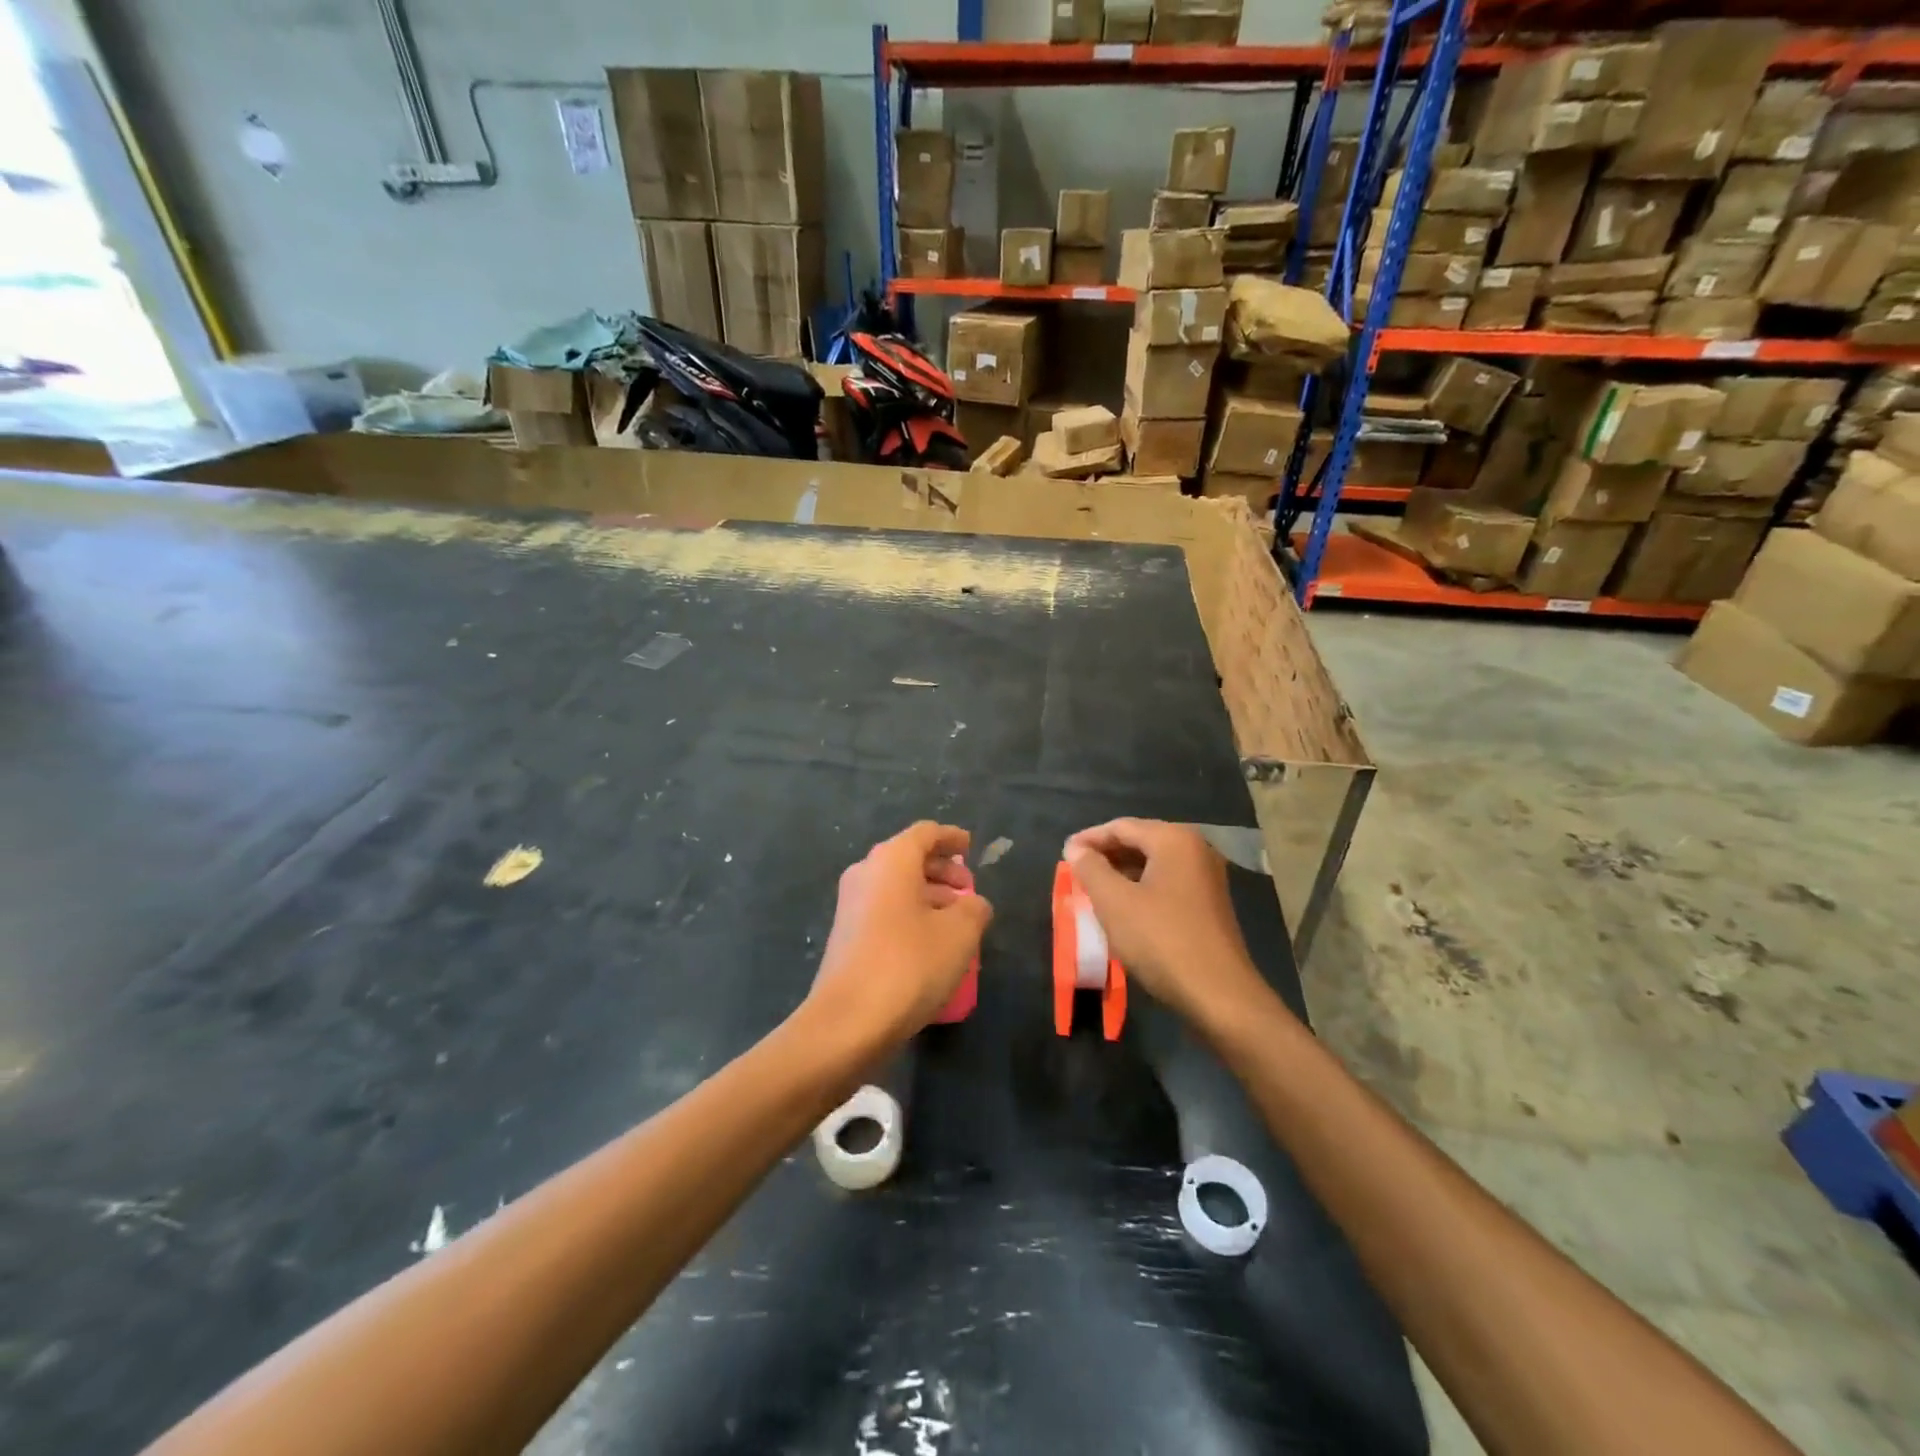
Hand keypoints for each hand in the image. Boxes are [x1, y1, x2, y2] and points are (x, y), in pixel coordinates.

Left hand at [803, 822, 992, 1049]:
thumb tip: (974, 904)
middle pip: (909, 858)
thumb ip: (975, 909)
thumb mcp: (959, 934)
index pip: (925, 833)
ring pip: (897, 886)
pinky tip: (932, 943)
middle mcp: (866, 873)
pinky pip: (885, 909)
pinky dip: (911, 914)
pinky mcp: (846, 935)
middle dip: (942, 870)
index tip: (971, 847)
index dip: (951, 837)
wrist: (848, 1021)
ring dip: (929, 895)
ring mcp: (851, 905)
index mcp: (891, 860)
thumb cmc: (909, 964)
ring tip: (958, 920)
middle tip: (969, 890)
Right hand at [1063, 819, 1269, 1030]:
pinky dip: (1141, 888)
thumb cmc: (1161, 940)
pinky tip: (1123, 908)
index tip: (1063, 854)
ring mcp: (1207, 877)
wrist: (1219, 995)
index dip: (1089, 839)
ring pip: (1154, 863)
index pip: (1122, 827)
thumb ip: (1091, 869)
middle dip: (1106, 855)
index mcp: (1174, 839)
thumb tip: (1075, 848)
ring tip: (1093, 889)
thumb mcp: (1114, 903)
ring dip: (1122, 873)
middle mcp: (1196, 849)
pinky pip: (1167, 882)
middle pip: (1140, 841)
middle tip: (1076, 871)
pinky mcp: (1210, 903)